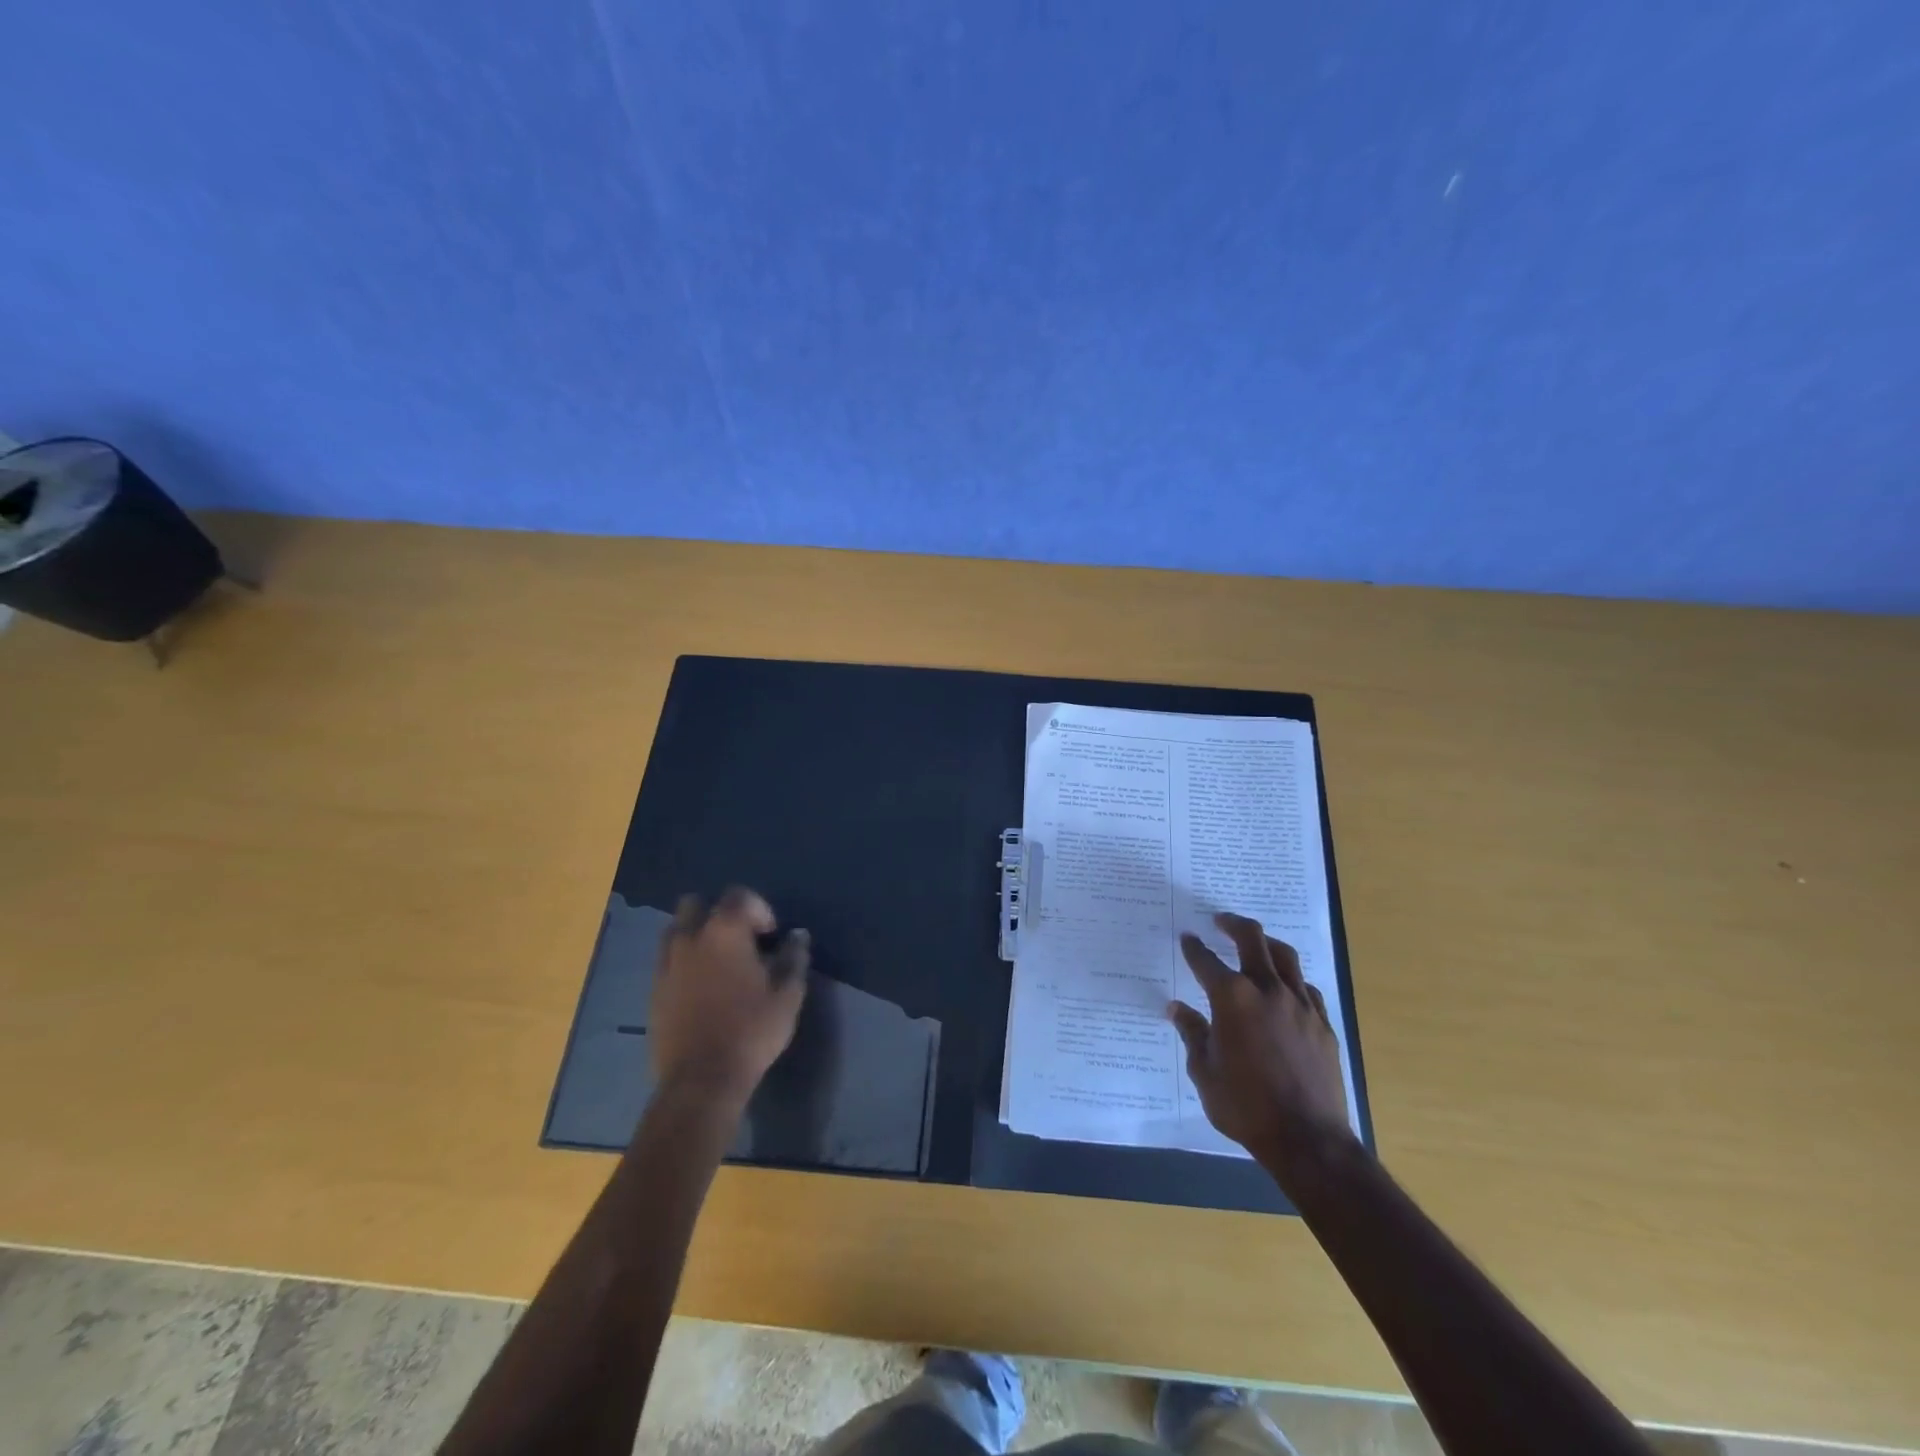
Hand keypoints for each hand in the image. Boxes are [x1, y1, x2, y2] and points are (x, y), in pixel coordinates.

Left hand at [651, 888, 808, 1106]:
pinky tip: (701, 987)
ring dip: (696, 935)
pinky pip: (667, 960)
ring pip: (676, 930)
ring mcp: (667, 964)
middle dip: (718, 913)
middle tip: (740, 940)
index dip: (759, 909)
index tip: (771, 936)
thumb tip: (798, 935)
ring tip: (717, 962)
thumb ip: (794, 958)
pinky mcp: (654, 990)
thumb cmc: (752, 1030)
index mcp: (725, 931)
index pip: (739, 896)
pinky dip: (683, 962)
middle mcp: (691, 938)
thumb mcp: (787, 994)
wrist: (701, 1079)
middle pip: (696, 904)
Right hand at [1169, 912, 1353, 1177]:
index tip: (1187, 939)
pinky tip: (1285, 987)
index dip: (1193, 948)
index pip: (1206, 961)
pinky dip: (1290, 978)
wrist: (1307, 1139)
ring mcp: (1300, 1004)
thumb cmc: (1245, 1106)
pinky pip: (1305, 987)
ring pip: (1285, 957)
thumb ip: (1192, 1034)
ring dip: (1266, 943)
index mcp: (1232, 998)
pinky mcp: (1322, 1023)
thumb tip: (1178, 1009)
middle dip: (1233, 925)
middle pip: (1252, 939)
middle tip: (1221, 921)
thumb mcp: (1204, 1071)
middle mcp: (1267, 990)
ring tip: (1255, 942)